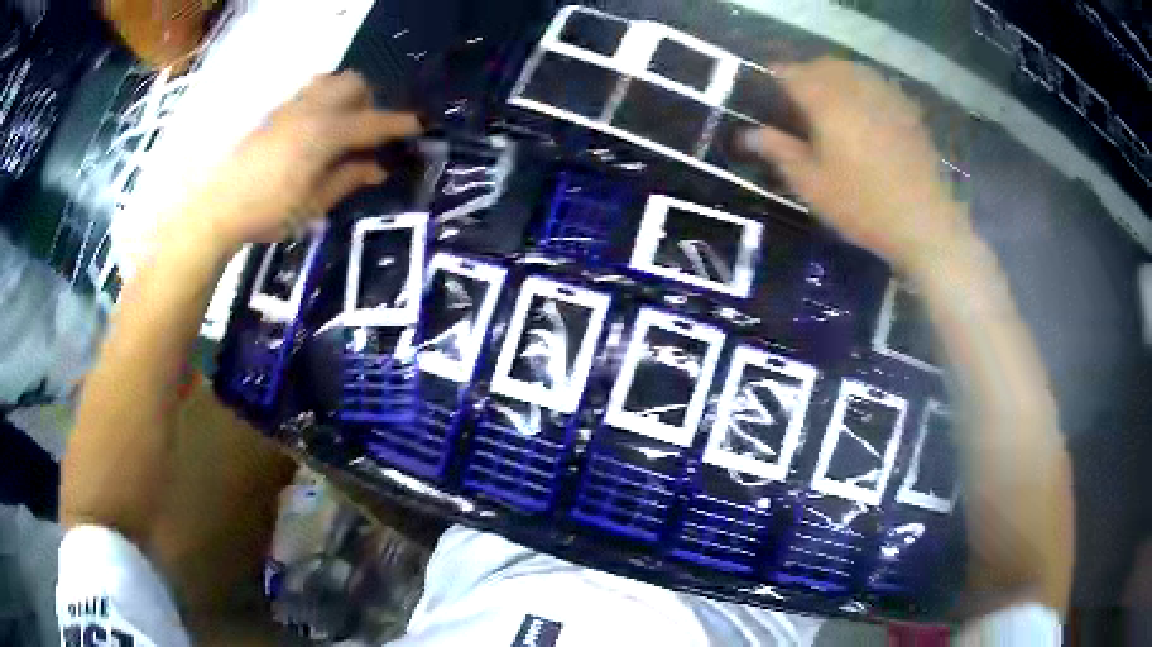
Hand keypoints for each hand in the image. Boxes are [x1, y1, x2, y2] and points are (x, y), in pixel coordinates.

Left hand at [190, 72, 421, 248]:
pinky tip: (314, 132)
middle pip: (354, 84)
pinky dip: (323, 100)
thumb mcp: (314, 204)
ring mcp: (291, 106)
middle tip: (366, 134)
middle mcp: (312, 109)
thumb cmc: (269, 211)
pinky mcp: (274, 112)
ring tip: (340, 128)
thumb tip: (377, 167)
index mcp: (326, 133)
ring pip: (330, 80)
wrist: (218, 207)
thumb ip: (348, 179)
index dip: (399, 124)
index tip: (420, 126)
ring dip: (345, 96)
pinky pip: (309, 91)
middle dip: (369, 102)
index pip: (373, 122)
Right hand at [742, 58, 971, 267]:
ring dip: (835, 80)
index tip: (768, 101)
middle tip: (800, 106)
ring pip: (851, 70)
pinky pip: (877, 85)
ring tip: (832, 108)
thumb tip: (747, 134)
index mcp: (825, 100)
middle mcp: (854, 87)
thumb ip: (779, 152)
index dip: (773, 81)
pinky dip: (863, 91)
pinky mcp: (906, 109)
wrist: (924, 223)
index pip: (789, 72)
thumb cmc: (863, 206)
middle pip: (821, 65)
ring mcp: (884, 95)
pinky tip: (865, 115)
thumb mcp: (812, 185)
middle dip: (805, 77)